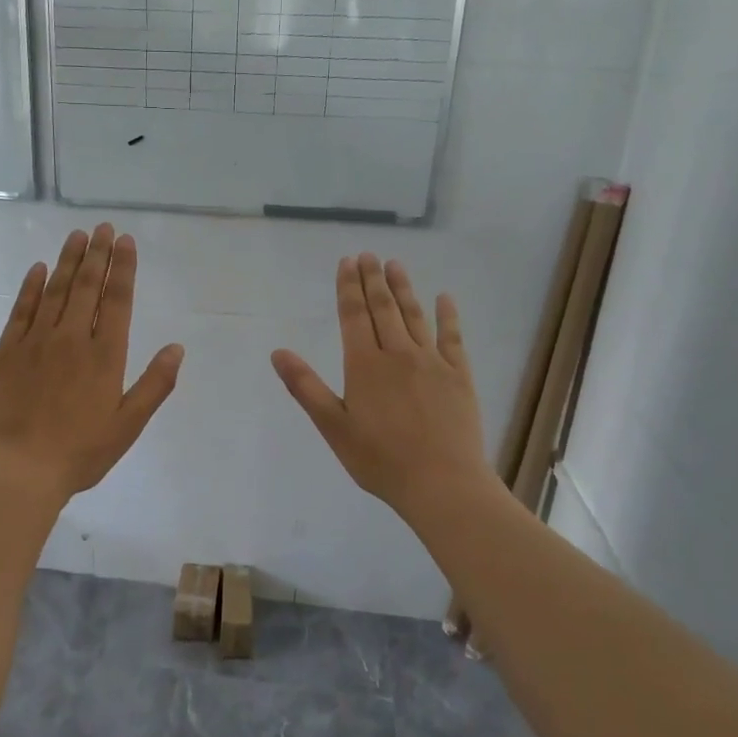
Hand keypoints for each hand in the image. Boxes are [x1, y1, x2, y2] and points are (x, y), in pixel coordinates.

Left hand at [0, 224, 184, 503]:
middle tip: (102, 227)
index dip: (123, 269)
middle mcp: (71, 339)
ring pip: (54, 291)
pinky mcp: (6, 352)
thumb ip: (154, 385)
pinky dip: (31, 287)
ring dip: (67, 261)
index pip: (117, 301)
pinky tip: (38, 269)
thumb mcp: (128, 426)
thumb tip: (177, 348)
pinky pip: (21, 310)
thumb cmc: (80, 453)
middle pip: (86, 287)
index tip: (125, 241)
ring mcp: (35, 342)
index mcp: (105, 356)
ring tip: (77, 236)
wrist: (18, 469)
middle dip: (97, 255)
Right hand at [272, 254, 489, 521]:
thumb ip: (306, 387)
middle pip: (384, 309)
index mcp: (365, 366)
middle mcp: (398, 354)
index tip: (347, 262)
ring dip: (404, 289)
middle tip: (368, 254)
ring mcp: (432, 362)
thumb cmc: (379, 460)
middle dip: (373, 280)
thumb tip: (278, 352)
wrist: (442, 482)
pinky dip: (448, 315)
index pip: (354, 317)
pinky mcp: (459, 376)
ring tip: (395, 265)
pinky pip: (453, 337)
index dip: (348, 288)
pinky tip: (445, 298)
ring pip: (415, 316)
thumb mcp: (333, 427)